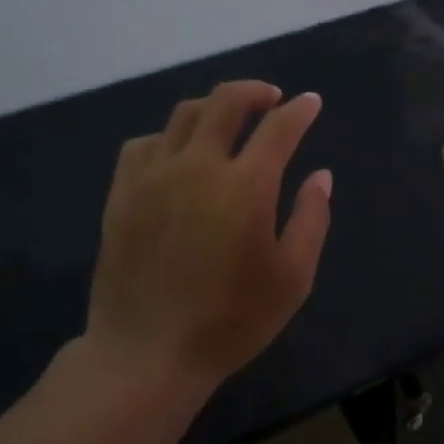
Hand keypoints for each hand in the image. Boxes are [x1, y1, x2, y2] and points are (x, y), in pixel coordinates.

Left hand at [85, 80, 331, 398]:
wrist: (148, 352)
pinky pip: (144, 143)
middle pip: (225, 102)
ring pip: (183, 115)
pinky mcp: (122, 193)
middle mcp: (197, 167)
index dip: (300, 110)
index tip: (311, 103)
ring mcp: (153, 176)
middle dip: (254, 91)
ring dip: (214, 107)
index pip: (279, 128)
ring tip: (229, 119)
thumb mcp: (292, 278)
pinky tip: (179, 153)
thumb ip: (311, 219)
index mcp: (245, 186)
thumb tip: (321, 175)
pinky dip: (170, 136)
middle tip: (271, 99)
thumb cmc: (231, 320)